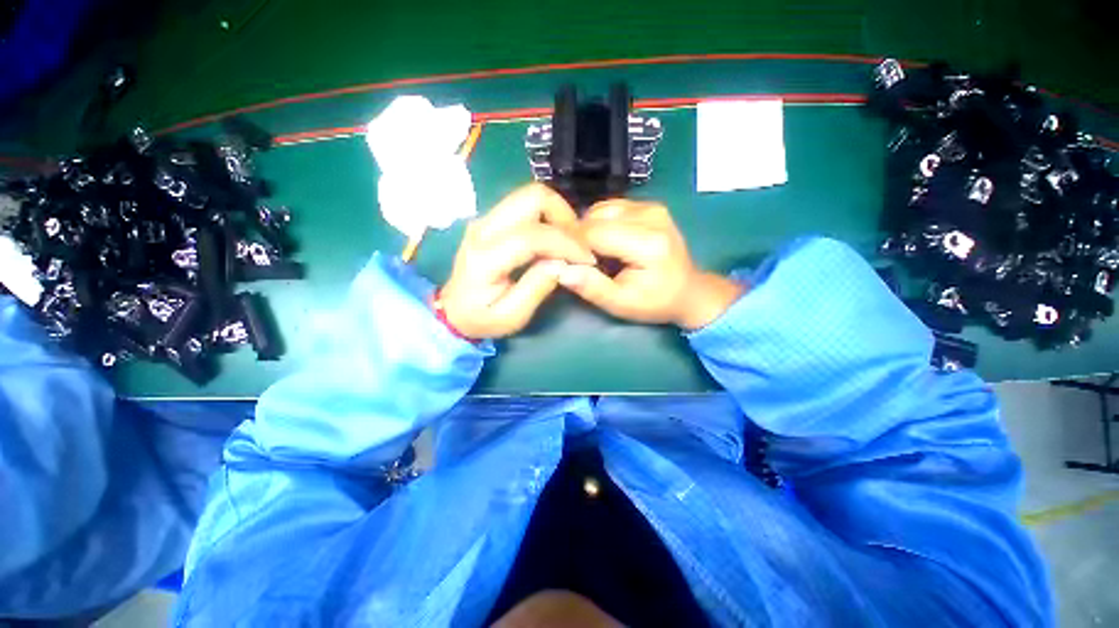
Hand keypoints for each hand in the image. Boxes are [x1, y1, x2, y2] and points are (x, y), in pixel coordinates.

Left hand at [440, 184, 594, 338]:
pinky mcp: (492, 218)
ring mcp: (486, 218)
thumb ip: (537, 288)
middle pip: (533, 196)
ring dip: (558, 214)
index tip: (587, 260)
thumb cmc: (481, 318)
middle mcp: (483, 227)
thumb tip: (563, 263)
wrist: (452, 310)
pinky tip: (555, 238)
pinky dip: (548, 216)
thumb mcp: (512, 316)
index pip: (533, 236)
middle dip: (565, 217)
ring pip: (531, 194)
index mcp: (486, 256)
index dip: (567, 244)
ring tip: (570, 242)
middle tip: (579, 245)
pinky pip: (526, 204)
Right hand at [558, 200, 743, 329]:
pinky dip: (600, 224)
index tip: (564, 263)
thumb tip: (558, 269)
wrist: (688, 291)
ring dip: (588, 231)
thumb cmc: (654, 302)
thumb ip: (591, 287)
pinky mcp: (648, 206)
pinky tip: (605, 244)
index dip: (572, 246)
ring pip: (600, 210)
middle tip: (580, 262)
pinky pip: (610, 209)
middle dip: (579, 239)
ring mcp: (651, 206)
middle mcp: (650, 215)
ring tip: (594, 255)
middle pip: (595, 217)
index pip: (594, 233)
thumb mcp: (621, 304)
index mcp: (647, 242)